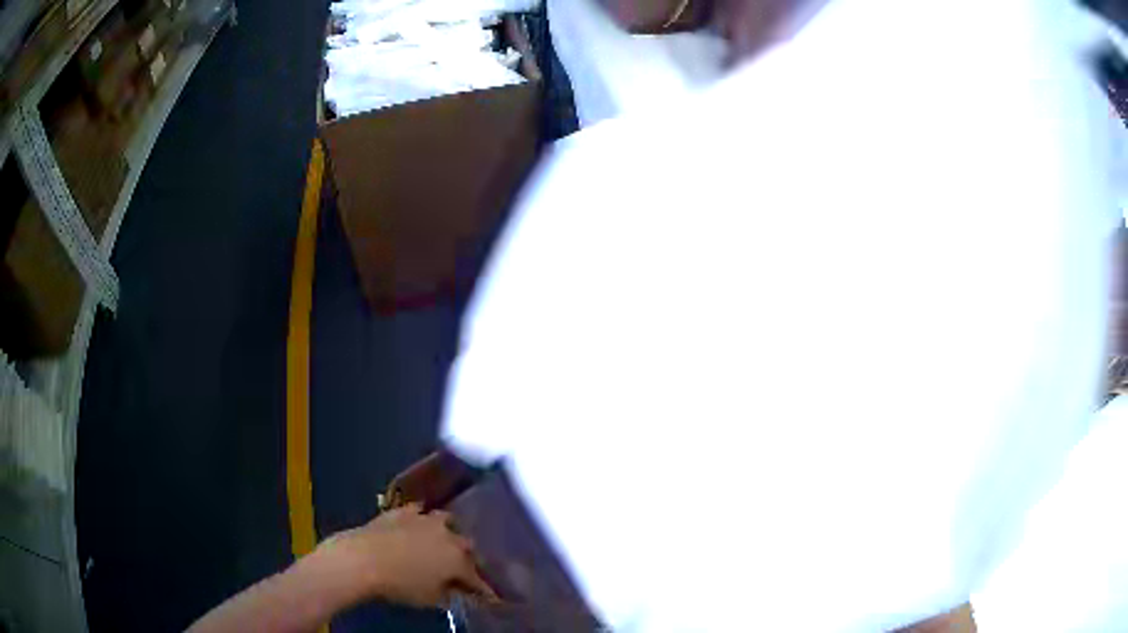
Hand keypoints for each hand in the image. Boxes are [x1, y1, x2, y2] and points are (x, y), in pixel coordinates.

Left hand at [322, 503, 497, 608]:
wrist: (364, 558)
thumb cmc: (400, 585)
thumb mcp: (429, 599)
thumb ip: (447, 593)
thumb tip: (453, 590)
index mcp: (458, 561)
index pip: (477, 578)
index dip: (483, 589)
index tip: (487, 597)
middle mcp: (448, 536)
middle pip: (466, 545)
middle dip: (467, 557)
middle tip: (460, 569)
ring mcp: (425, 520)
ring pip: (446, 521)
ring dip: (447, 531)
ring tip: (442, 541)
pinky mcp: (403, 511)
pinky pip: (418, 511)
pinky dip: (420, 518)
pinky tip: (416, 524)